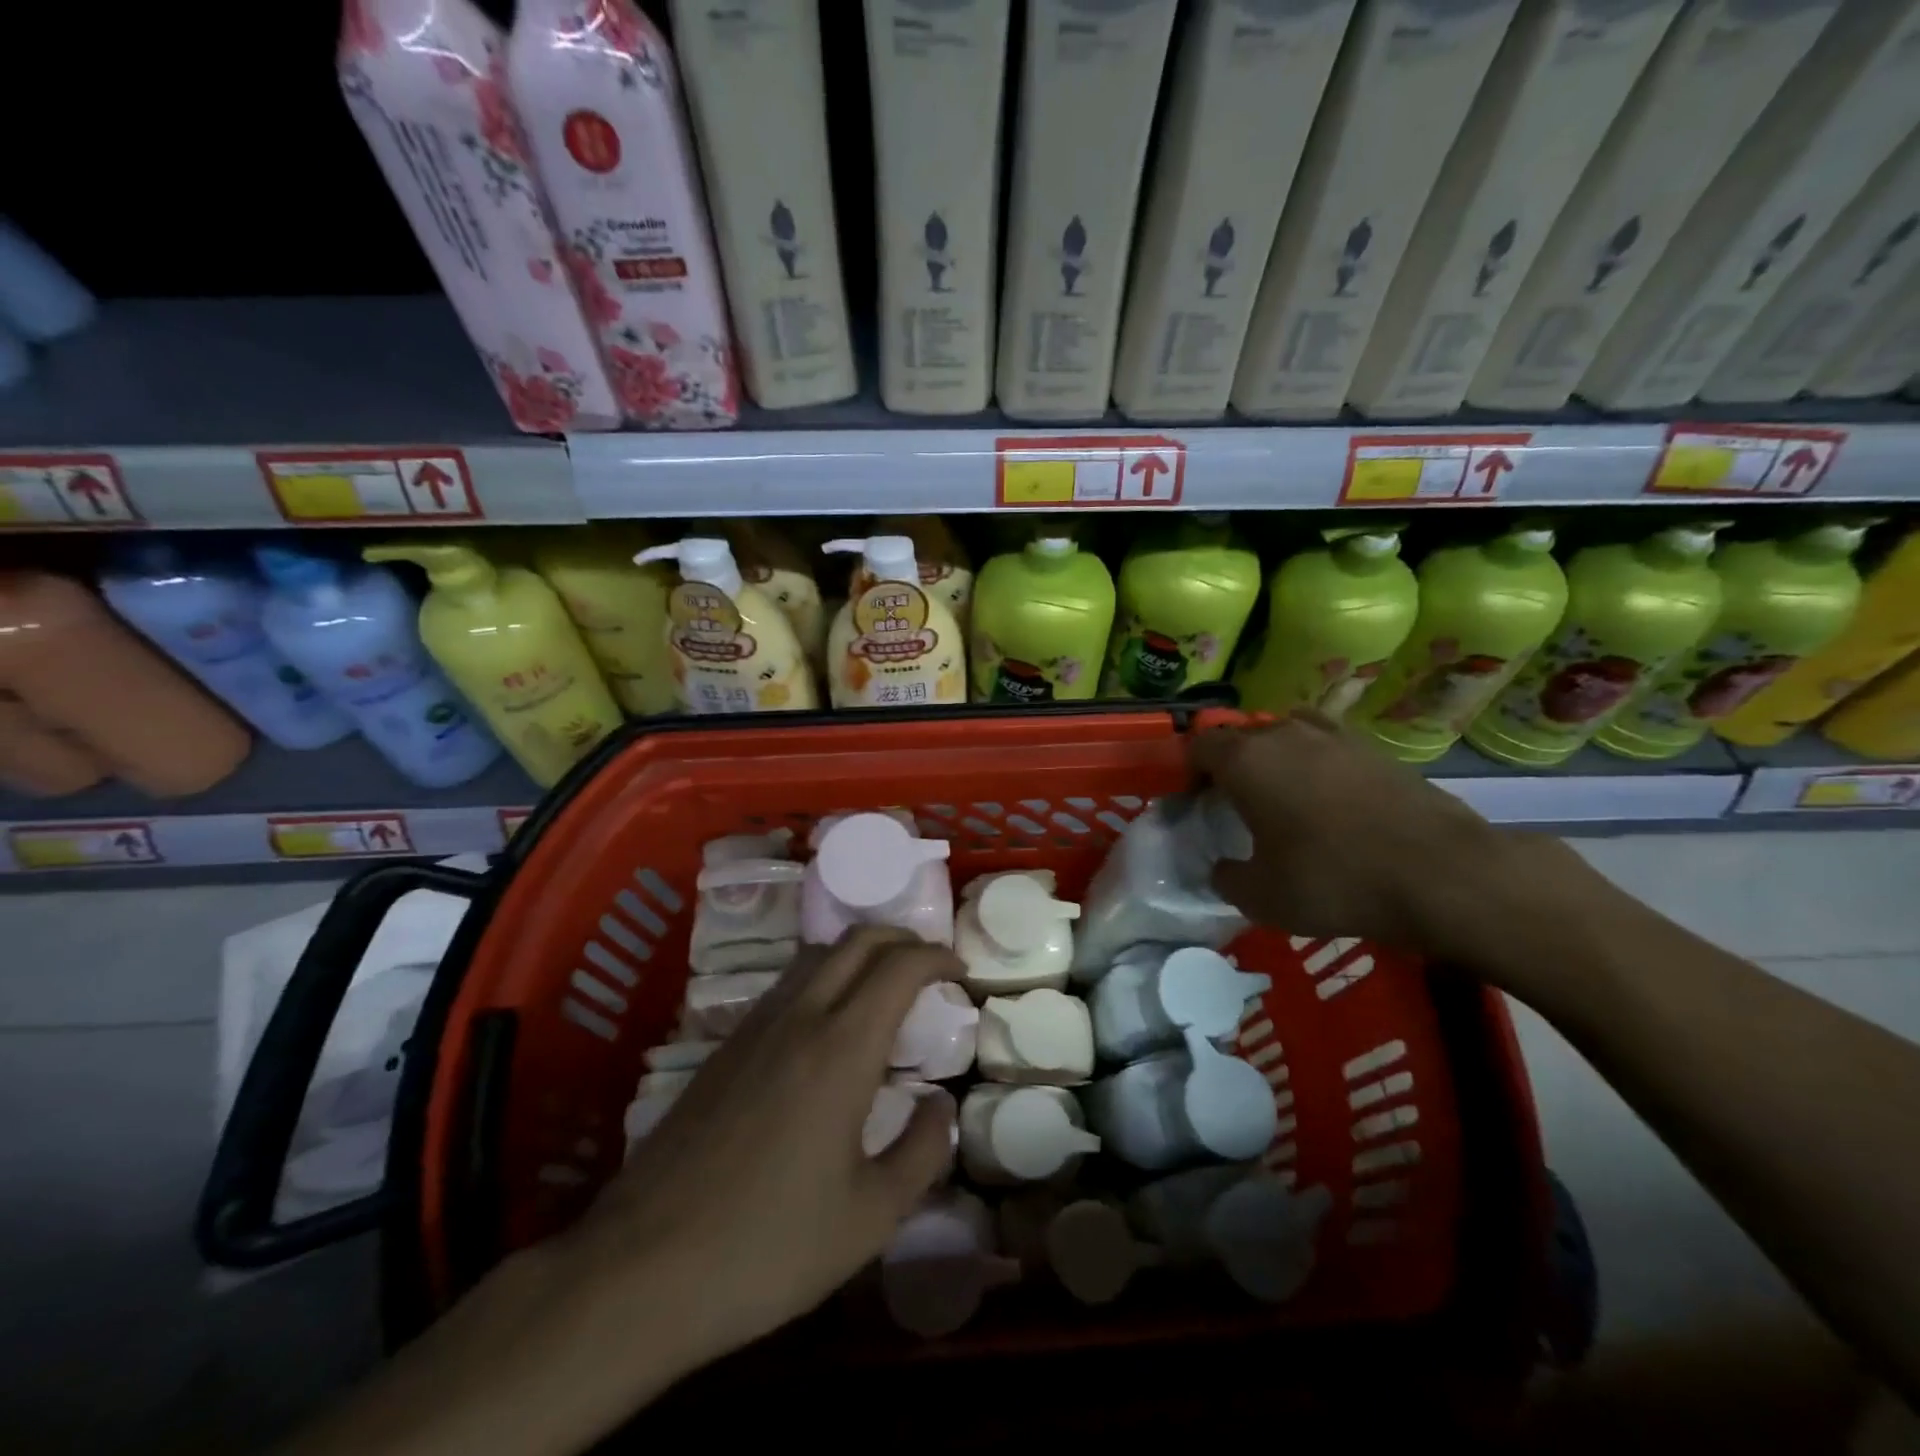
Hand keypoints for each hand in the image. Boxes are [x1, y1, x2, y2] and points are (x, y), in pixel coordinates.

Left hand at [559, 925, 960, 1375]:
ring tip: (882, 993)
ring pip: (816, 957)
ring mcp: (754, 1028)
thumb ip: (921, 1152)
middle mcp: (799, 1018)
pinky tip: (827, 1032)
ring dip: (858, 955)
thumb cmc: (769, 1246)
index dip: (936, 957)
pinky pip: (786, 987)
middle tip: (928, 967)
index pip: (899, 966)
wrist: (641, 1269)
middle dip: (900, 939)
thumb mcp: (870, 1217)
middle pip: (856, 940)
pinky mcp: (723, 1048)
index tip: (959, 972)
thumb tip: (938, 1104)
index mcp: (841, 1048)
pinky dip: (823, 980)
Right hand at [1190, 712, 1580, 958]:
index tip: (1195, 802)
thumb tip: (1223, 868)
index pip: (1199, 745)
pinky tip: (1330, 801)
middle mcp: (1285, 734)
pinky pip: (1328, 746)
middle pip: (1242, 737)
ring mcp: (1336, 737)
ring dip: (1275, 759)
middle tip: (1236, 805)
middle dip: (1231, 765)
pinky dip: (1318, 765)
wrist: (1442, 874)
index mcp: (1246, 760)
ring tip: (1283, 797)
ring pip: (1287, 735)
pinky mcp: (1377, 750)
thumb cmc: (1333, 880)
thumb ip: (1227, 879)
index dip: (1189, 771)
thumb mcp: (1261, 897)